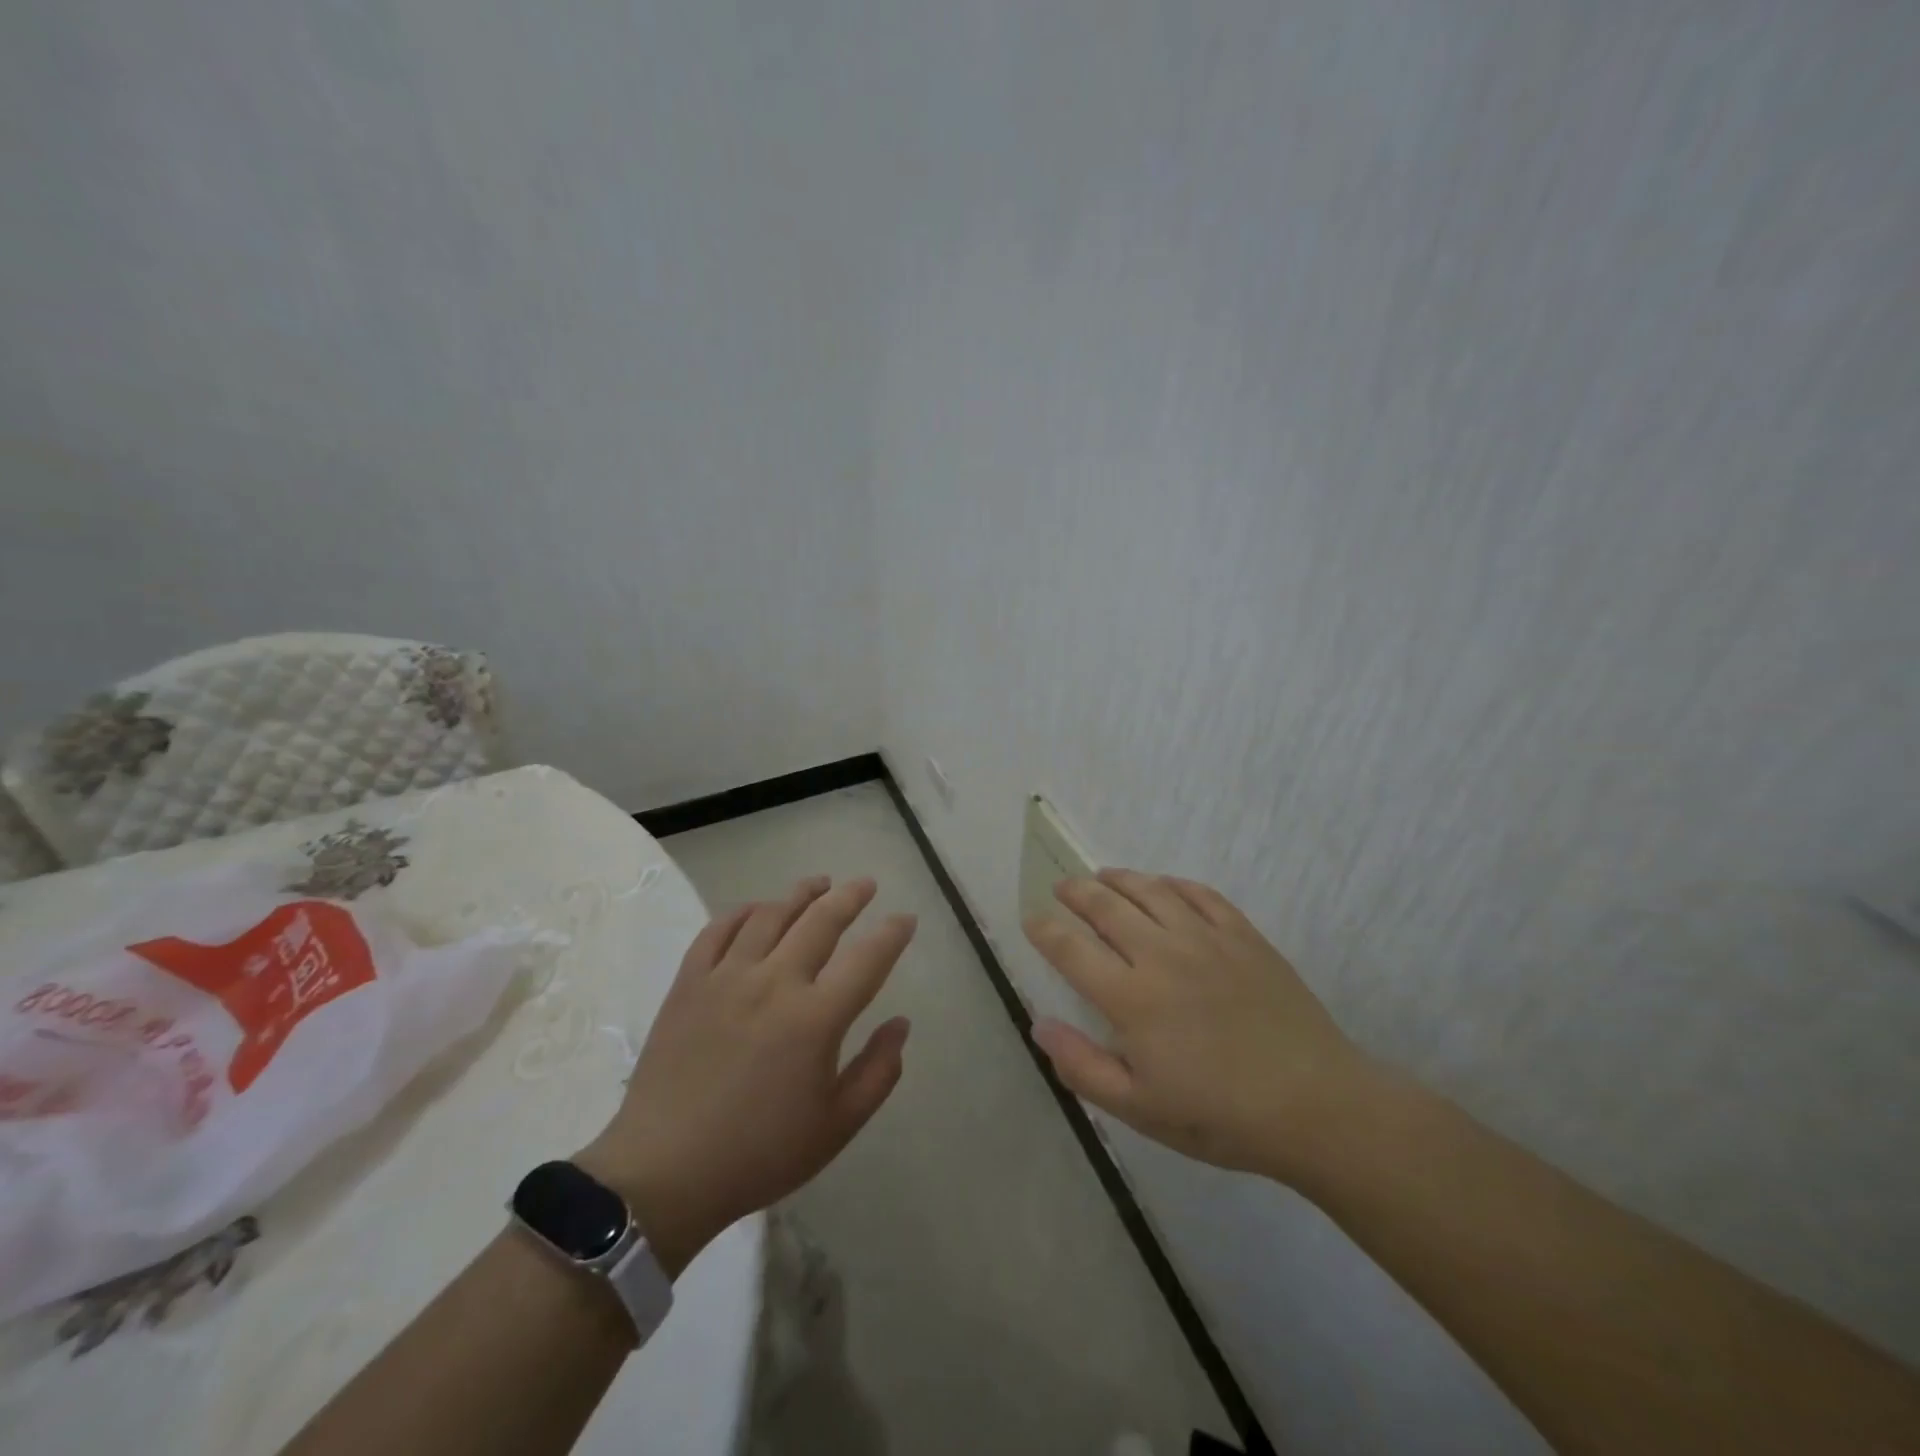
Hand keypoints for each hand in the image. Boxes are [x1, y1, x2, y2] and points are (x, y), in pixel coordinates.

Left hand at [578, 877, 914, 1275]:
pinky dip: (742, 912)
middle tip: (866, 884)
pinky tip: (757, 909)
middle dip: (850, 896)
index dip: (892, 934)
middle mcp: (774, 983)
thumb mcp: (836, 1126)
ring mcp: (727, 977)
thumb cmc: (759, 1153)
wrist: (664, 1172)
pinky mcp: (689, 983)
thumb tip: (901, 1023)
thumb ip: (878, 1072)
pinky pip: (718, 930)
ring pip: (770, 915)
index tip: (905, 918)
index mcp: (816, 1018)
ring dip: (800, 894)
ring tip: (818, 884)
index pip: (867, 959)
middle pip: (820, 920)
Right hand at [1024, 869, 1370, 1182]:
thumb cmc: (1221, 1115)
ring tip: (1103, 876)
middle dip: (1076, 892)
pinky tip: (1164, 886)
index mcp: (1131, 998)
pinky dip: (1173, 884)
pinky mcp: (1243, 935)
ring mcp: (1205, 939)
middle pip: (1106, 907)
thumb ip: (1083, 1067)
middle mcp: (1162, 955)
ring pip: (1151, 890)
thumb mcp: (1140, 1110)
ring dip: (1120, 878)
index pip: (1071, 949)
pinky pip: (1200, 894)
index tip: (1031, 919)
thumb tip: (1039, 1025)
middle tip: (1062, 888)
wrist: (1316, 1105)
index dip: (1045, 930)